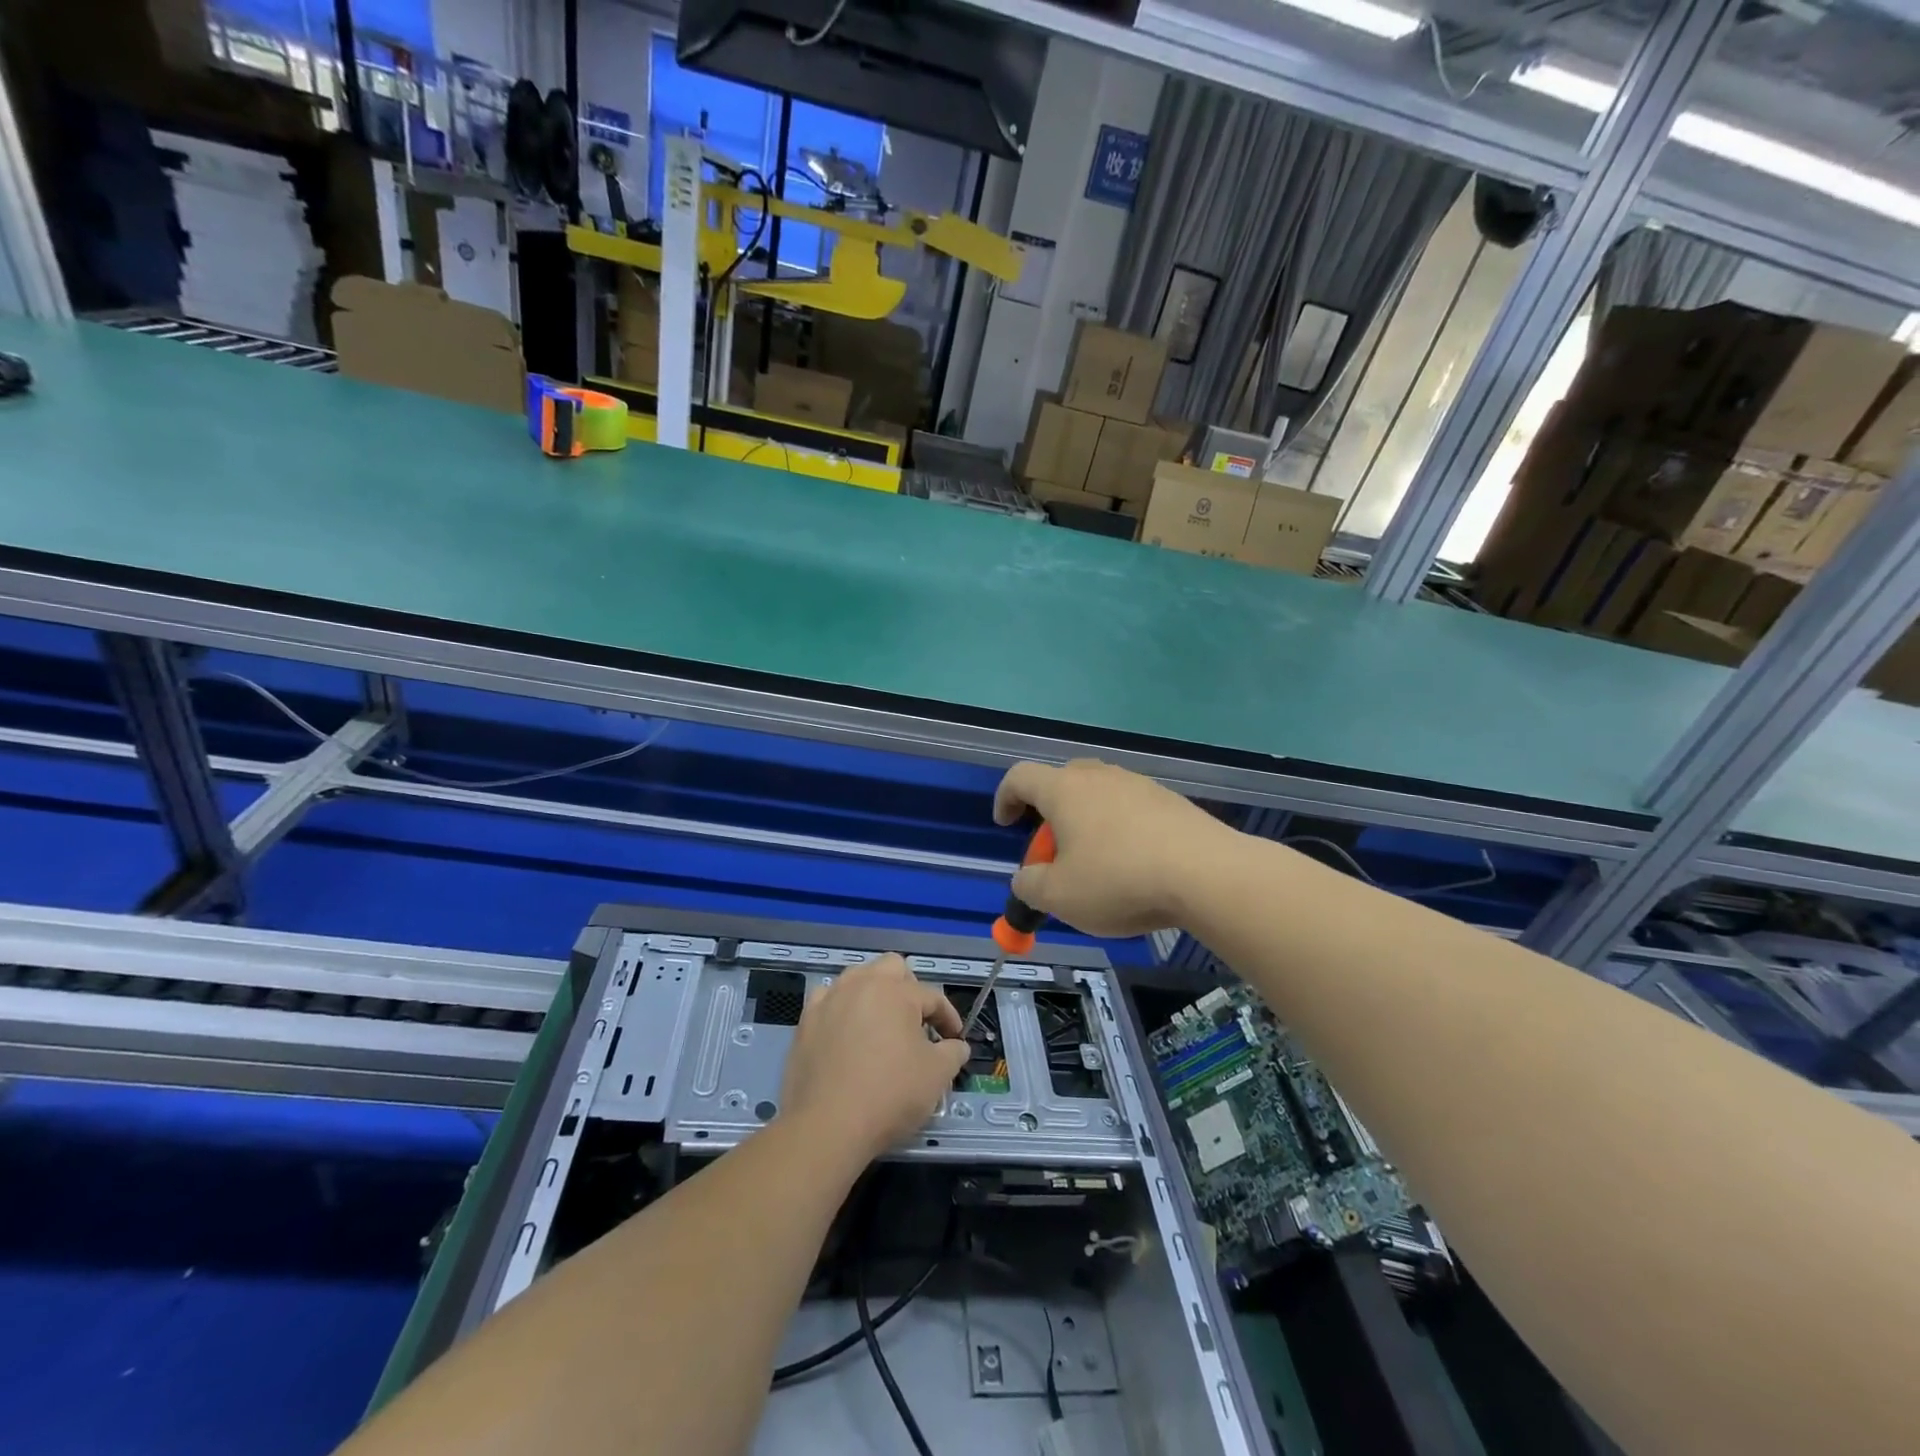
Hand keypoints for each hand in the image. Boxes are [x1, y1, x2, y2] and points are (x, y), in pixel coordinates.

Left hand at [779, 954, 970, 1167]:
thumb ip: (952, 1053)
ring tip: (882, 1023)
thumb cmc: (889, 1095)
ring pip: (857, 977)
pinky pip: (829, 999)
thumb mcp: (936, 1076)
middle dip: (910, 988)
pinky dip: (842, 1008)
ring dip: (875, 992)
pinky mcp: (806, 1020)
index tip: (953, 1039)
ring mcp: (830, 999)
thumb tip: (956, 1046)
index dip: (948, 1017)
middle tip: (916, 1020)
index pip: (931, 996)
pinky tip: (847, 1031)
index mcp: (896, 992)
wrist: (827, 1125)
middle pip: (892, 967)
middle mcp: (861, 984)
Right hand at [993, 759, 1228, 936]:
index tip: (1005, 825)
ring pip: (1099, 794)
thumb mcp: (1060, 897)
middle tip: (1053, 850)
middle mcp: (1100, 777)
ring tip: (1095, 863)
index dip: (1005, 798)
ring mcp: (1139, 785)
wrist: (1206, 874)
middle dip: (1049, 812)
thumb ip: (1030, 886)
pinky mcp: (1171, 801)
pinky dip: (1120, 829)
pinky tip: (1134, 865)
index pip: (1020, 776)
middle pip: (1062, 781)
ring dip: (1087, 821)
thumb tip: (1026, 878)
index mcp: (1064, 790)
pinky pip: (1131, 808)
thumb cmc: (1119, 880)